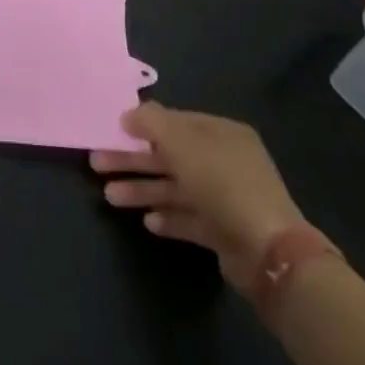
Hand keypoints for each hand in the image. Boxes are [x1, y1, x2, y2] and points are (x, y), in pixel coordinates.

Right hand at [92, 103, 304, 296]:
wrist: (267, 250)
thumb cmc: (221, 183)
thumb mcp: (181, 142)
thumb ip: (150, 123)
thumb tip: (128, 114)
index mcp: (221, 134)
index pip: (176, 122)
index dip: (143, 125)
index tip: (113, 130)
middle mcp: (224, 162)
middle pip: (170, 156)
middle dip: (133, 160)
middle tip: (97, 163)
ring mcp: (225, 198)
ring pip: (175, 188)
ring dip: (142, 190)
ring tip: (110, 197)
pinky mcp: (224, 231)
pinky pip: (188, 218)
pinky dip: (167, 217)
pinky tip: (148, 221)